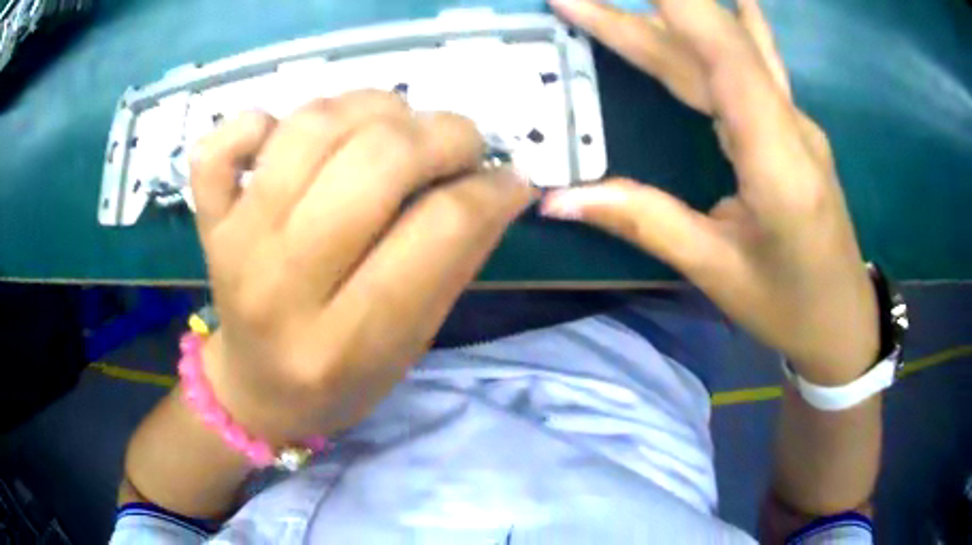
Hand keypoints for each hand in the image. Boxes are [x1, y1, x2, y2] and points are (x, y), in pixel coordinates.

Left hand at [189, 91, 532, 442]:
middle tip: (463, 145)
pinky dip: (259, 120)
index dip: (494, 190)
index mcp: (344, 342)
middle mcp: (281, 285)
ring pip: (312, 127)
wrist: (256, 388)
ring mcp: (234, 243)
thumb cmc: (341, 382)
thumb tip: (501, 183)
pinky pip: (220, 145)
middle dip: (445, 134)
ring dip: (375, 107)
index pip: (440, 229)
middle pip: (376, 161)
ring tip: (396, 127)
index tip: (511, 180)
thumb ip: (456, 262)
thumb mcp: (411, 345)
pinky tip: (291, 138)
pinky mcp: (208, 221)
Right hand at [543, 0, 877, 383]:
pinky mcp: (793, 128)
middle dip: (638, 14)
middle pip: (714, 46)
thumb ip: (644, 221)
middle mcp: (789, 124)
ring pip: (731, 50)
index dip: (677, 5)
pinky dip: (734, 23)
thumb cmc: (789, 306)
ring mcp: (795, 121)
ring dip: (675, 14)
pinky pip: (756, 62)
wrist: (844, 319)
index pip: (725, 54)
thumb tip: (559, 199)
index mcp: (776, 160)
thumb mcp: (717, 271)